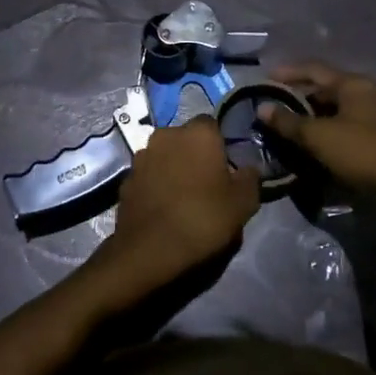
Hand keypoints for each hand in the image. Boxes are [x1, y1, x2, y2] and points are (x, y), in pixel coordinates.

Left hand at [105, 117, 259, 280]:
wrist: (150, 249)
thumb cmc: (203, 219)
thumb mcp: (244, 202)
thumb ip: (250, 178)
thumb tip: (248, 169)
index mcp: (198, 133)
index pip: (213, 125)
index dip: (220, 145)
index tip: (227, 168)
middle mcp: (166, 135)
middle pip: (186, 138)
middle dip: (195, 154)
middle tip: (207, 182)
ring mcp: (141, 156)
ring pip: (164, 155)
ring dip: (173, 167)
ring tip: (184, 196)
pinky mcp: (125, 178)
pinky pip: (148, 175)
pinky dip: (156, 184)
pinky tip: (164, 207)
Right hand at [261, 62, 375, 196]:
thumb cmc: (362, 151)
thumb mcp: (319, 137)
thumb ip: (289, 122)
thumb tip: (262, 108)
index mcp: (353, 84)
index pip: (314, 69)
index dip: (288, 72)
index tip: (266, 78)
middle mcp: (368, 92)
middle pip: (327, 88)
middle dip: (300, 97)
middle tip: (276, 108)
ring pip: (339, 109)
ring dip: (315, 116)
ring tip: (293, 128)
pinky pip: (349, 125)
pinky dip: (330, 130)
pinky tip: (318, 144)